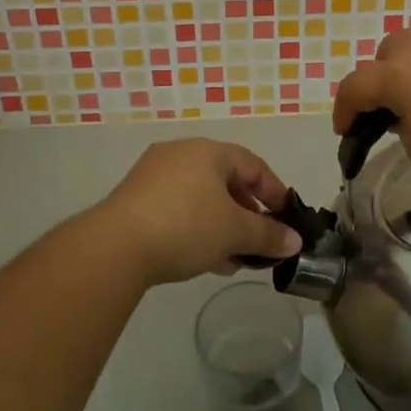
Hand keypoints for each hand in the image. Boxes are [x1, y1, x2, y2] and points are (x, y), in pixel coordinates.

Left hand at [93, 139, 300, 287]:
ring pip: (201, 198)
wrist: (115, 247)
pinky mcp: (135, 199)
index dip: (274, 193)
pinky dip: (197, 228)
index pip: (254, 166)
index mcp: (209, 151)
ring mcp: (154, 175)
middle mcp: (181, 153)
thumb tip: (295, 241)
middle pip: (226, 181)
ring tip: (234, 259)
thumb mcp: (235, 232)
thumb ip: (268, 235)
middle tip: (259, 243)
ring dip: (222, 226)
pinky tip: (204, 259)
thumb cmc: (186, 227)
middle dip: (247, 214)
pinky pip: (178, 208)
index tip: (286, 221)